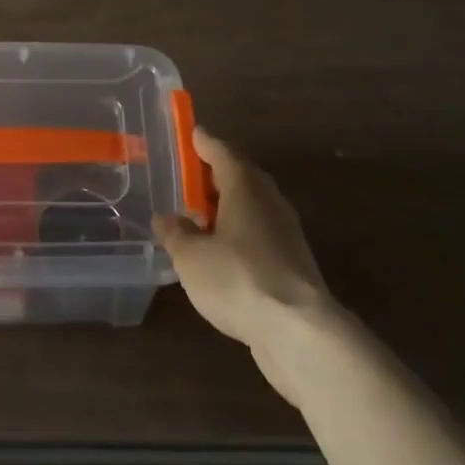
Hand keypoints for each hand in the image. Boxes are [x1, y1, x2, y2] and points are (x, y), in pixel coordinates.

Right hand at [154, 127, 337, 404]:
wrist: (299, 331)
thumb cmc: (238, 278)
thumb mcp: (191, 257)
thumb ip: (176, 234)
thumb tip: (165, 219)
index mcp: (244, 185)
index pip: (220, 151)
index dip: (202, 142)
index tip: (191, 133)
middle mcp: (268, 200)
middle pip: (239, 176)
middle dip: (214, 175)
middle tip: (188, 178)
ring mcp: (285, 232)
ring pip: (250, 207)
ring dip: (226, 207)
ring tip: (199, 218)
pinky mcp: (292, 263)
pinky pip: (258, 234)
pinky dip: (238, 234)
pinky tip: (221, 254)